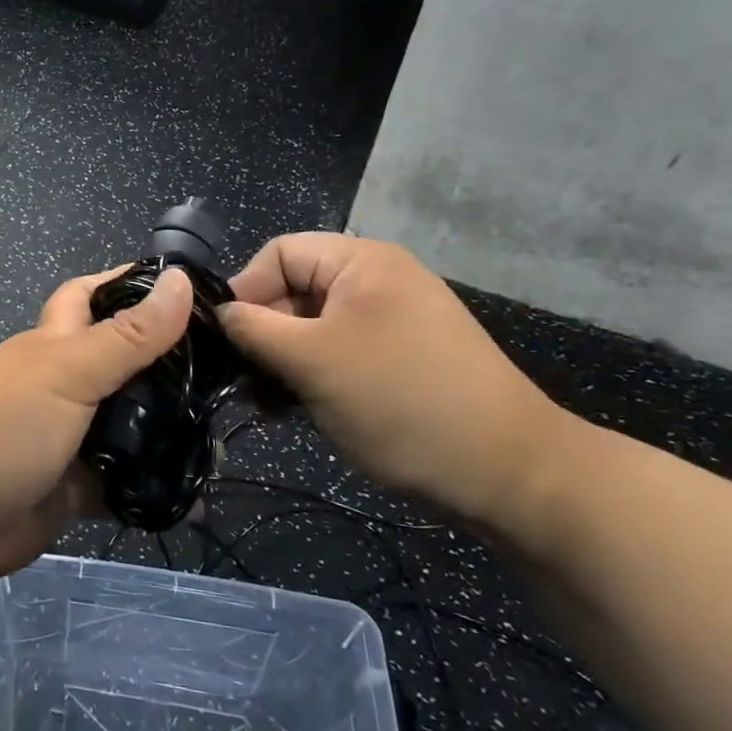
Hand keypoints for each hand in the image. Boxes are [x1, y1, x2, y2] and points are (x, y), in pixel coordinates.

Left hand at [0, 267, 193, 589]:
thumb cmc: (0, 427)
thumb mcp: (67, 373)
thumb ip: (127, 336)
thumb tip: (179, 279)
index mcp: (59, 342)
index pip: (98, 295)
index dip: (136, 284)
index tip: (194, 288)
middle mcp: (69, 383)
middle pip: (127, 362)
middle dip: (170, 364)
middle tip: (231, 373)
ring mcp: (74, 436)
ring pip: (132, 424)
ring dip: (170, 430)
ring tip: (224, 436)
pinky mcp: (78, 487)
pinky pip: (126, 482)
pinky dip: (155, 487)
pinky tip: (198, 496)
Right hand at [218, 233, 572, 528]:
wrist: (513, 475)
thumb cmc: (400, 401)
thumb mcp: (312, 362)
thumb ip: (254, 330)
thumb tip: (218, 313)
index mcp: (362, 262)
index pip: (278, 254)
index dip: (245, 291)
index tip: (225, 341)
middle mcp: (378, 280)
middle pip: (295, 290)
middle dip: (263, 333)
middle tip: (243, 381)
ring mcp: (393, 321)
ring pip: (313, 326)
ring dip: (283, 361)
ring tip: (266, 403)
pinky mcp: (402, 358)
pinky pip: (340, 351)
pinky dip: (312, 374)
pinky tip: (295, 410)